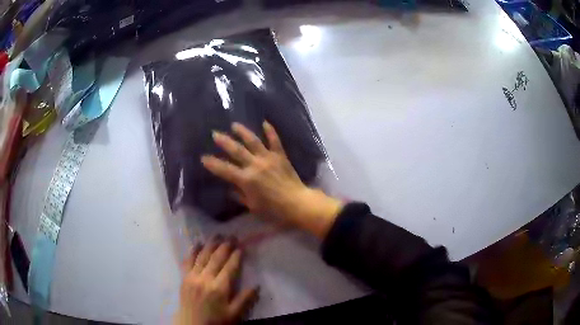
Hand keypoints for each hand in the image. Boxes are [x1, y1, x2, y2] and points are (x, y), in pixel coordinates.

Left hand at [175, 236, 257, 324]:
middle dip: (225, 246)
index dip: (236, 256)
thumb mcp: (234, 314)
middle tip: (231, 236)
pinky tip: (196, 244)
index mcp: (219, 288)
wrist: (192, 324)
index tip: (241, 247)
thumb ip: (245, 300)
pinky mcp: (184, 278)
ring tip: (217, 235)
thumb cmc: (215, 320)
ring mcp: (192, 277)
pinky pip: (188, 261)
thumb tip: (257, 286)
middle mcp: (205, 279)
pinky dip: (192, 251)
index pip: (229, 268)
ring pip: (202, 257)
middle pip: (216, 259)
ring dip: (210, 245)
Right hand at [201, 122, 342, 237]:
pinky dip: (270, 131)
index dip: (213, 164)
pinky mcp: (281, 156)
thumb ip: (240, 196)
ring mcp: (268, 158)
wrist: (298, 204)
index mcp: (246, 179)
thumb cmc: (274, 210)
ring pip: (253, 141)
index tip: (203, 158)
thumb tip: (230, 190)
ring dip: (243, 132)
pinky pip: (275, 141)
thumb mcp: (253, 207)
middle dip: (224, 141)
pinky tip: (265, 123)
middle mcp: (255, 165)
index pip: (225, 170)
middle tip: (215, 134)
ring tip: (235, 125)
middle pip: (236, 150)